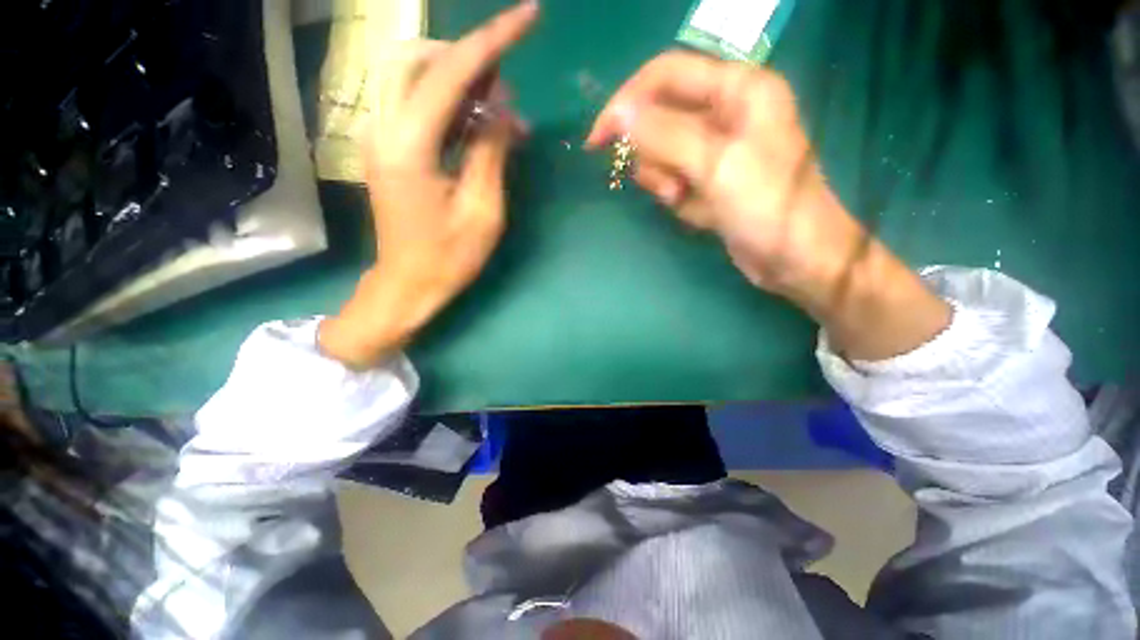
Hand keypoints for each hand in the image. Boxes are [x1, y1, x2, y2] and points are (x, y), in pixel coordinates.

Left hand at [319, 0, 537, 368]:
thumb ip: (491, 151)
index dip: (493, 40)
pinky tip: (475, 124)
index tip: (529, 15)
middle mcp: (382, 128)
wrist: (408, 284)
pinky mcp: (384, 146)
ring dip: (457, 79)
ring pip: (411, 75)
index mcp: (408, 146)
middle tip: (506, 90)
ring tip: (495, 108)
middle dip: (469, 59)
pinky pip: (412, 102)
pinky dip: (447, 101)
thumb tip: (503, 109)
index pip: (450, 73)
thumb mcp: (483, 211)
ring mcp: (377, 135)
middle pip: (419, 58)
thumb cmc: (450, 258)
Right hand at [588, 52, 950, 359]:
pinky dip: (678, 198)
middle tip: (669, 185)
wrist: (794, 259)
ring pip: (663, 154)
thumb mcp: (716, 165)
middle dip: (654, 155)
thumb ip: (664, 135)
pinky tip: (698, 213)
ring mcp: (716, 149)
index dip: (626, 102)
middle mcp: (726, 112)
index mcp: (737, 89)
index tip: (597, 139)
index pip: (665, 75)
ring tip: (684, 200)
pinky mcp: (709, 179)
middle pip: (660, 118)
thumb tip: (618, 114)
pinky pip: (674, 180)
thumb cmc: (766, 206)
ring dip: (665, 180)